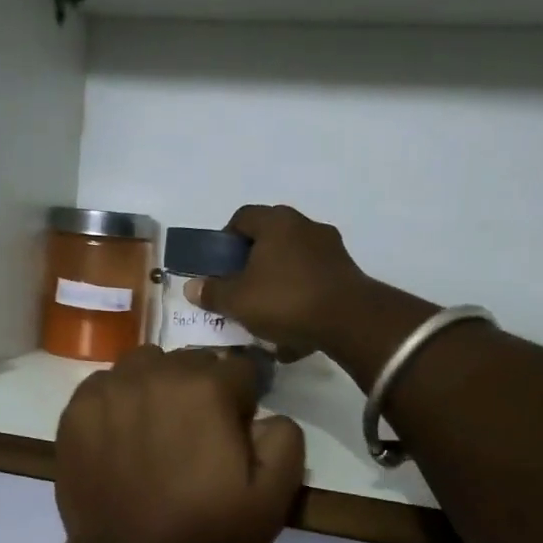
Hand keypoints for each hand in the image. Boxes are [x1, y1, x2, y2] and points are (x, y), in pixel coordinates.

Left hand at [55, 346, 305, 542]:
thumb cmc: (203, 532)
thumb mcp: (271, 499)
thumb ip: (285, 439)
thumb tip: (267, 415)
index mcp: (207, 387)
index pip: (240, 369)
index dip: (244, 402)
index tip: (235, 434)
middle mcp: (156, 373)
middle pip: (192, 361)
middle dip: (202, 388)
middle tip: (196, 436)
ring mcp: (111, 388)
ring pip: (146, 364)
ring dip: (158, 385)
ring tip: (156, 428)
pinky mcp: (77, 408)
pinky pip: (106, 383)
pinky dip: (118, 400)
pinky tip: (120, 436)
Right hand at [186, 205, 369, 358]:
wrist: (351, 321)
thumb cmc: (286, 300)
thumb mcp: (238, 300)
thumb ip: (212, 292)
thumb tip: (192, 287)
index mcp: (276, 221)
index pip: (242, 217)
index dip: (225, 240)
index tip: (219, 266)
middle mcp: (304, 225)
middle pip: (268, 238)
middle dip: (252, 262)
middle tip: (240, 287)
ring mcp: (330, 247)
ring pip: (292, 259)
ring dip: (277, 280)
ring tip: (267, 311)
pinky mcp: (347, 271)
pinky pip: (313, 279)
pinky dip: (300, 295)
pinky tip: (293, 325)